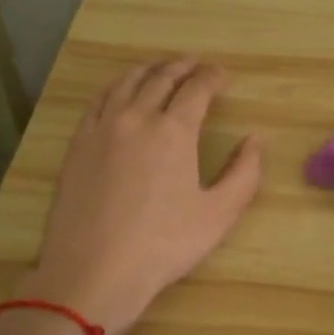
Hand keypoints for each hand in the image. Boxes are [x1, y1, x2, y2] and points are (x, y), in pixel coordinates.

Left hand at [18, 58, 261, 334]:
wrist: (94, 270)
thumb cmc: (163, 245)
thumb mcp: (219, 214)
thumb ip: (245, 173)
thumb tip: (255, 139)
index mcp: (174, 131)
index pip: (197, 88)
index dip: (213, 77)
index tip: (224, 76)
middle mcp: (136, 118)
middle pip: (161, 78)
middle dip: (183, 66)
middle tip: (197, 64)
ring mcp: (102, 128)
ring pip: (127, 83)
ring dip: (149, 70)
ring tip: (162, 69)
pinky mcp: (78, 144)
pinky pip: (99, 101)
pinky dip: (117, 87)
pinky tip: (121, 92)